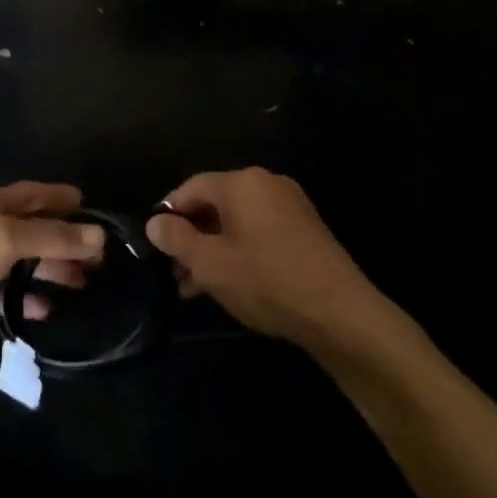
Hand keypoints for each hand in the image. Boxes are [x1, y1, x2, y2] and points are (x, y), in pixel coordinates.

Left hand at [0, 182, 104, 361]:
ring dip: (56, 270)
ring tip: (85, 284)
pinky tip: (50, 310)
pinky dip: (33, 298)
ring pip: (28, 262)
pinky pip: (14, 293)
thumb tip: (98, 235)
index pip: (36, 194)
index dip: (64, 199)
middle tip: (102, 259)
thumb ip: (52, 236)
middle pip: (37, 230)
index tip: (98, 213)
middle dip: (68, 240)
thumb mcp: (5, 240)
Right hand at [145, 168, 398, 348]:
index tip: (156, 246)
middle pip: (214, 204)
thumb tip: (155, 222)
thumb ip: (176, 238)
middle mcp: (266, 183)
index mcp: (241, 182)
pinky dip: (239, 251)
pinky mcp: (305, 229)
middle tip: (176, 273)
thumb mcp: (210, 263)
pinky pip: (259, 231)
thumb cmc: (266, 281)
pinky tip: (230, 283)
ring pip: (236, 221)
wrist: (341, 314)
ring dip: (213, 249)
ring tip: (197, 286)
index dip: (168, 215)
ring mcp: (290, 205)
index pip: (190, 187)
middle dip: (191, 237)